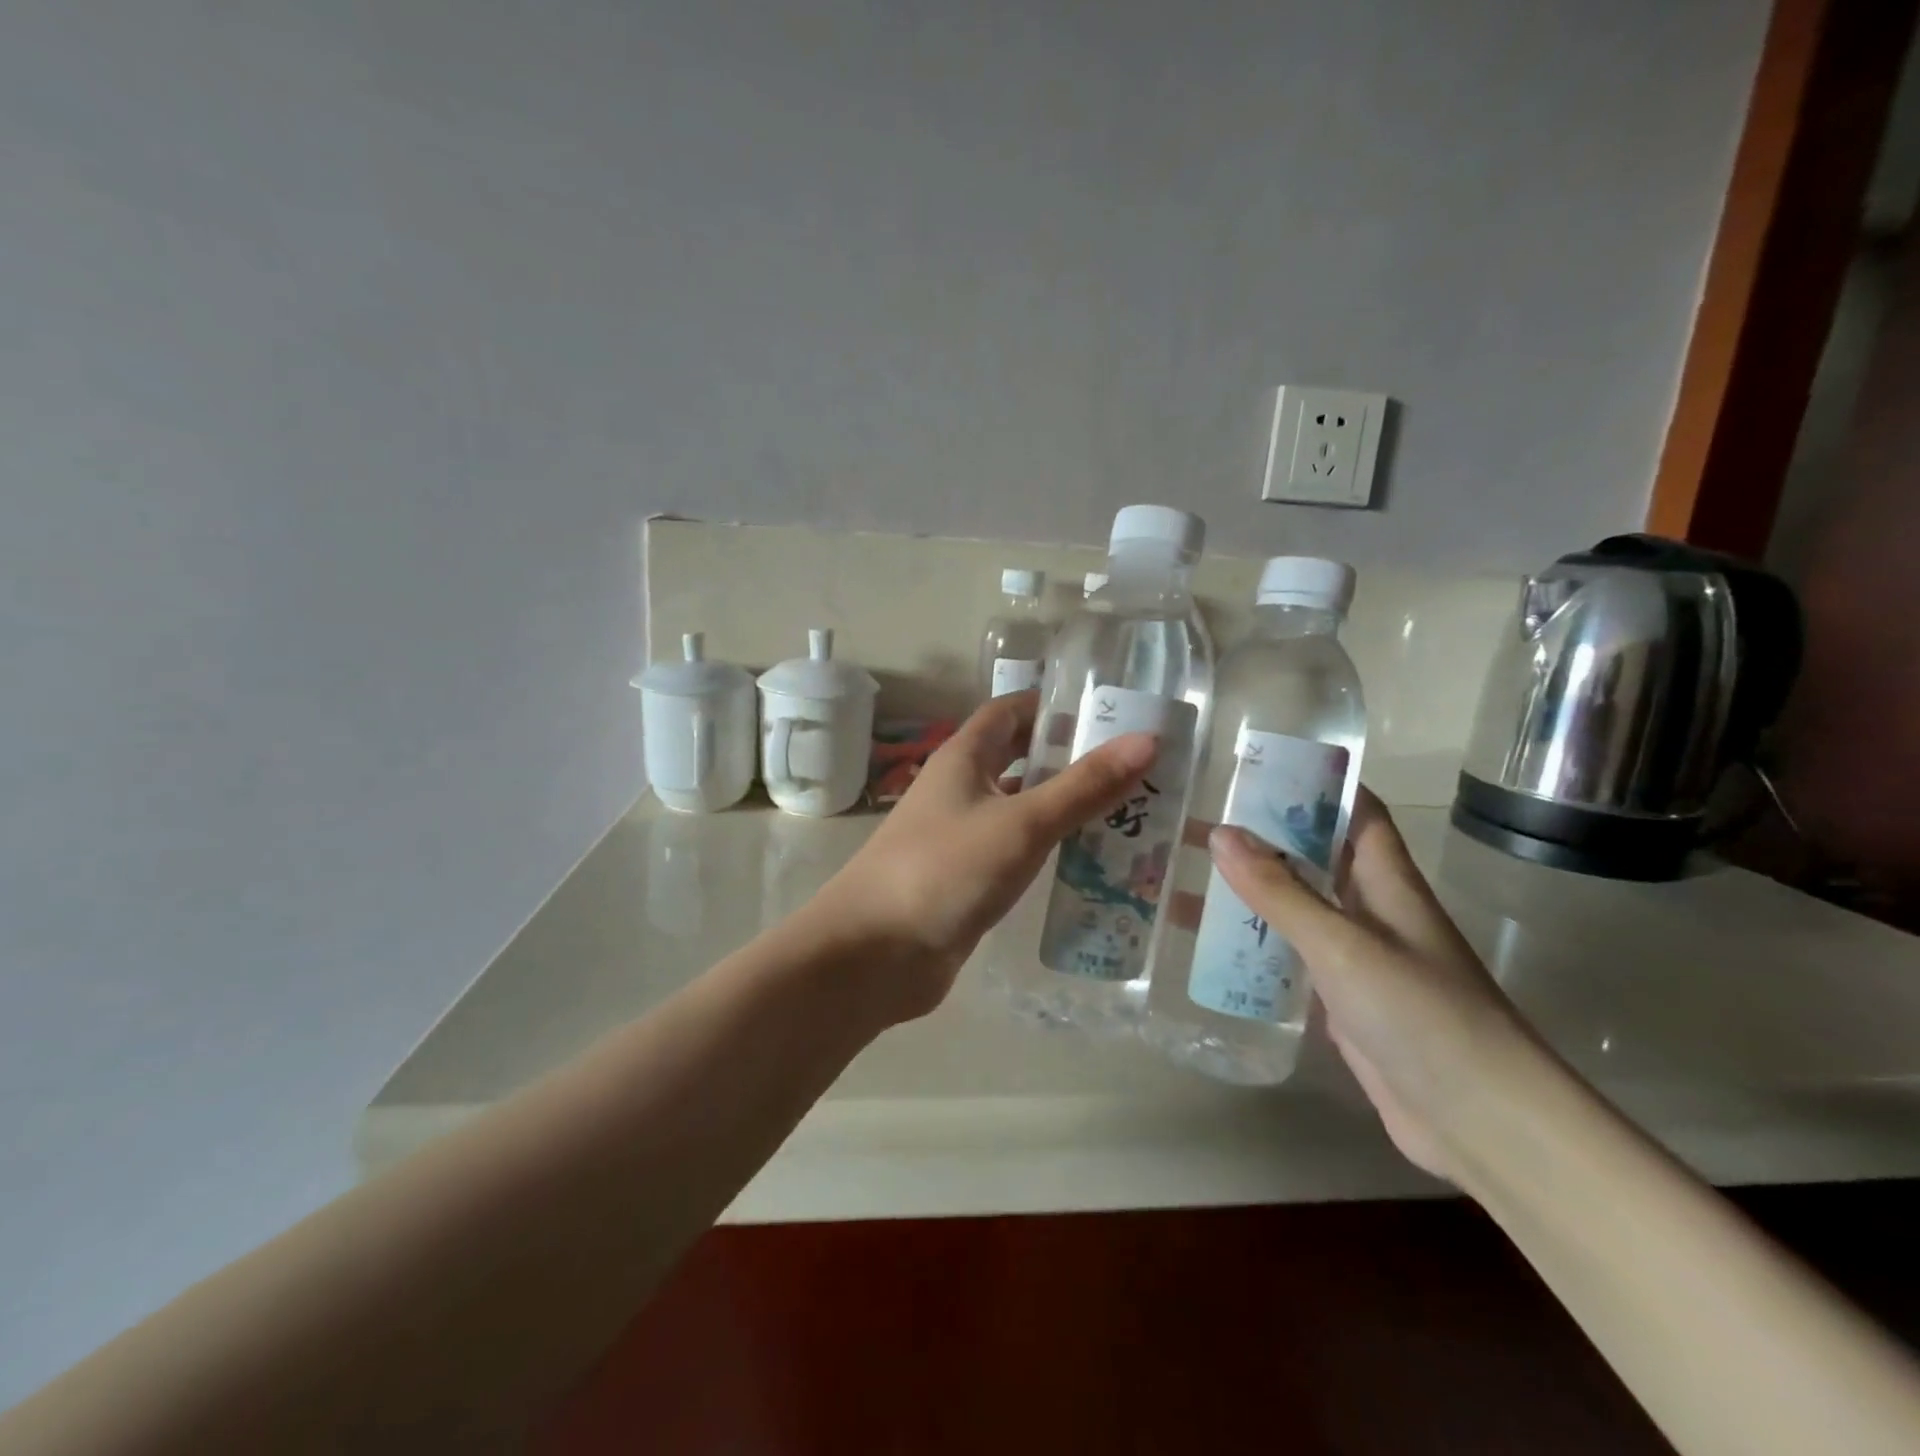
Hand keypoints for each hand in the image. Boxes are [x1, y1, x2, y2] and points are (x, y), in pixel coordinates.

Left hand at [816, 692, 1156, 1021]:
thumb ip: (1083, 786)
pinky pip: (1016, 851)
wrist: (875, 954)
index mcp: (963, 758)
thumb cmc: (945, 870)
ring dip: (1064, 806)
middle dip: (1069, 758)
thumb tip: (1147, 740)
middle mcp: (960, 788)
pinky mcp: (967, 878)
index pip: (1010, 711)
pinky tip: (1089, 862)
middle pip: (1018, 758)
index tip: (1109, 712)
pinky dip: (1049, 849)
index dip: (1053, 705)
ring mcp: (961, 835)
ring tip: (1129, 811)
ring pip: (1020, 807)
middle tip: (1133, 766)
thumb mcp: (1021, 823)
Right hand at [1208, 789, 1535, 1181]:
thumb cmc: (1423, 1015)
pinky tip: (1211, 945)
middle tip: (1199, 821)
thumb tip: (1220, 833)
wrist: (1481, 1122)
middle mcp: (1374, 912)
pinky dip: (1256, 943)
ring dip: (1253, 891)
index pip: (1357, 812)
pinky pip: (1292, 957)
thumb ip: (1281, 892)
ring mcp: (1359, 959)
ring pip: (1299, 907)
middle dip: (1265, 836)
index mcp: (1387, 882)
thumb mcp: (1343, 945)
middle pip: (1317, 857)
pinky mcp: (1344, 1002)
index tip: (1257, 766)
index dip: (1317, 782)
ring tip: (1188, 875)